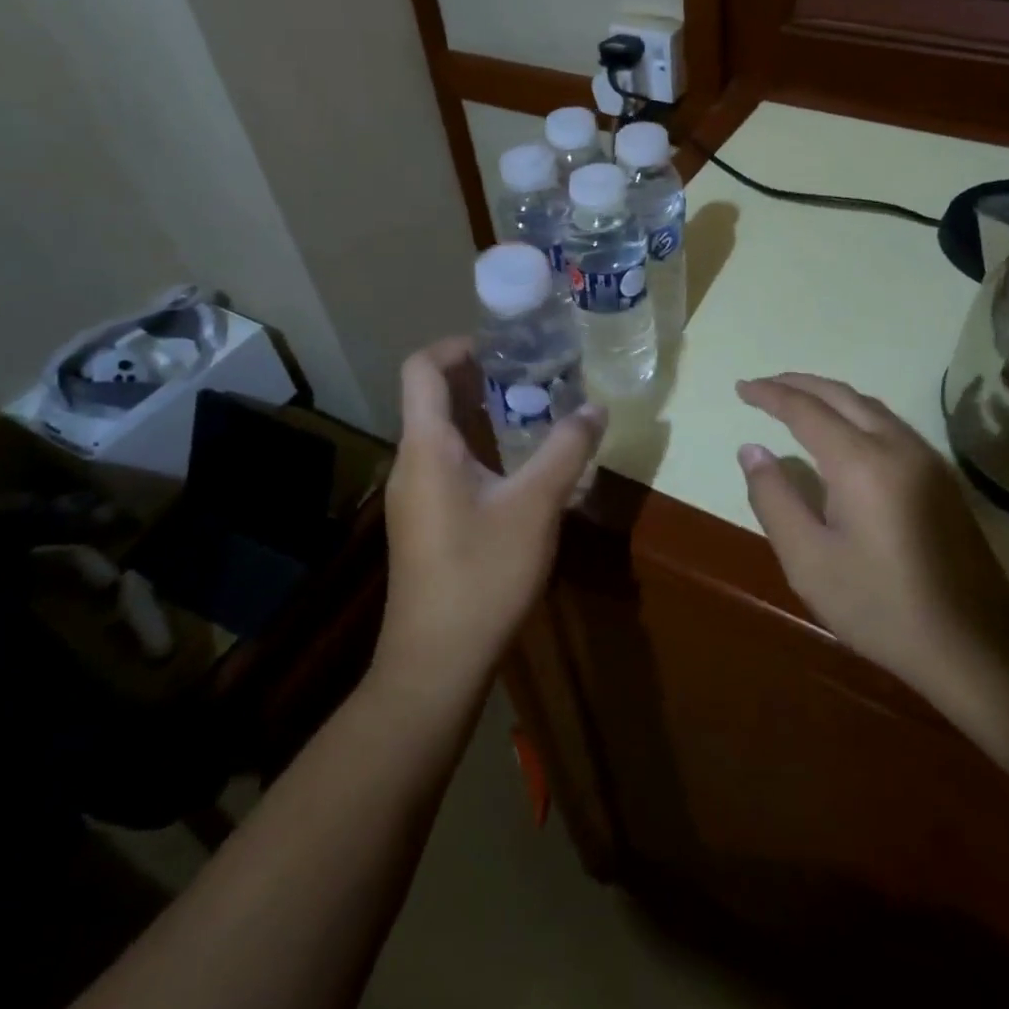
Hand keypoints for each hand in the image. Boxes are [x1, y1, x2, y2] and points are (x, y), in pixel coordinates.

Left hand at [377, 337, 605, 691]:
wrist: (436, 662)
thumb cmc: (481, 574)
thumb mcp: (535, 506)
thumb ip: (566, 450)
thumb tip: (595, 407)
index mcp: (426, 446)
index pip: (422, 368)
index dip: (458, 345)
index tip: (506, 346)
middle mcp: (412, 462)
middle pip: (434, 397)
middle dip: (482, 377)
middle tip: (536, 372)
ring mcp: (415, 495)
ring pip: (444, 433)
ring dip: (485, 413)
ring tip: (537, 409)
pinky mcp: (426, 521)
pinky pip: (450, 463)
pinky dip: (483, 447)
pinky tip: (523, 466)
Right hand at [735, 373, 1008, 710]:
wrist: (975, 645)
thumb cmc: (881, 606)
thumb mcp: (808, 560)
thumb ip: (774, 499)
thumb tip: (751, 450)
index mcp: (860, 462)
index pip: (805, 410)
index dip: (770, 395)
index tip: (741, 387)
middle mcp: (896, 445)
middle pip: (841, 395)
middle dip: (798, 384)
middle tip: (763, 386)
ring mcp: (926, 458)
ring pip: (870, 406)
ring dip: (829, 395)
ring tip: (796, 400)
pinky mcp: (941, 476)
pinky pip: (889, 423)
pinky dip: (855, 412)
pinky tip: (843, 430)